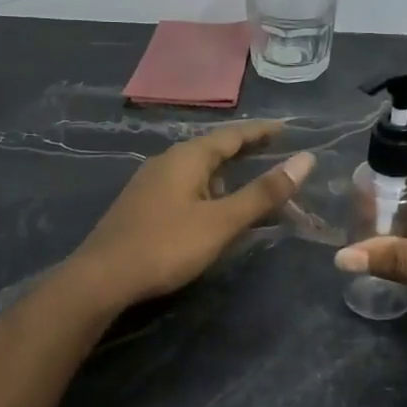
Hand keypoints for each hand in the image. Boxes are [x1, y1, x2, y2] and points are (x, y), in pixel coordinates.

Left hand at [66, 121, 313, 309]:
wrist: (101, 278)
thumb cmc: (166, 246)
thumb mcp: (222, 221)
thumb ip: (264, 193)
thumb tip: (306, 160)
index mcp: (188, 158)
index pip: (232, 135)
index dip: (261, 131)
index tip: (286, 127)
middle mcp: (167, 161)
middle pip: (213, 148)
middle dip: (244, 149)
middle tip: (274, 150)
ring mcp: (150, 183)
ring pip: (197, 169)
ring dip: (225, 172)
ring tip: (248, 182)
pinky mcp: (142, 205)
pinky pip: (184, 185)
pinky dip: (208, 188)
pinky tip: (211, 209)